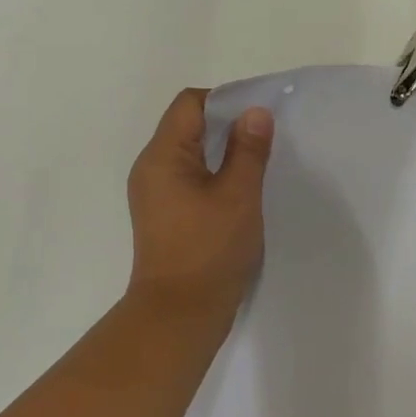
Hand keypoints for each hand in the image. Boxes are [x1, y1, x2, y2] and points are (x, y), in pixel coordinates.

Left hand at [125, 88, 274, 322]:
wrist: (179, 315)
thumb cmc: (209, 251)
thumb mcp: (238, 195)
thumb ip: (248, 150)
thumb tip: (255, 112)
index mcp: (162, 156)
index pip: (190, 103)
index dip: (226, 100)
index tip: (258, 116)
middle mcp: (151, 168)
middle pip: (187, 125)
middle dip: (227, 124)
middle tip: (264, 138)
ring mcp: (154, 193)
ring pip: (189, 152)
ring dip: (222, 150)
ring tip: (256, 162)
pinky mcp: (163, 214)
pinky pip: (188, 176)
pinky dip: (213, 173)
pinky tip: (239, 189)